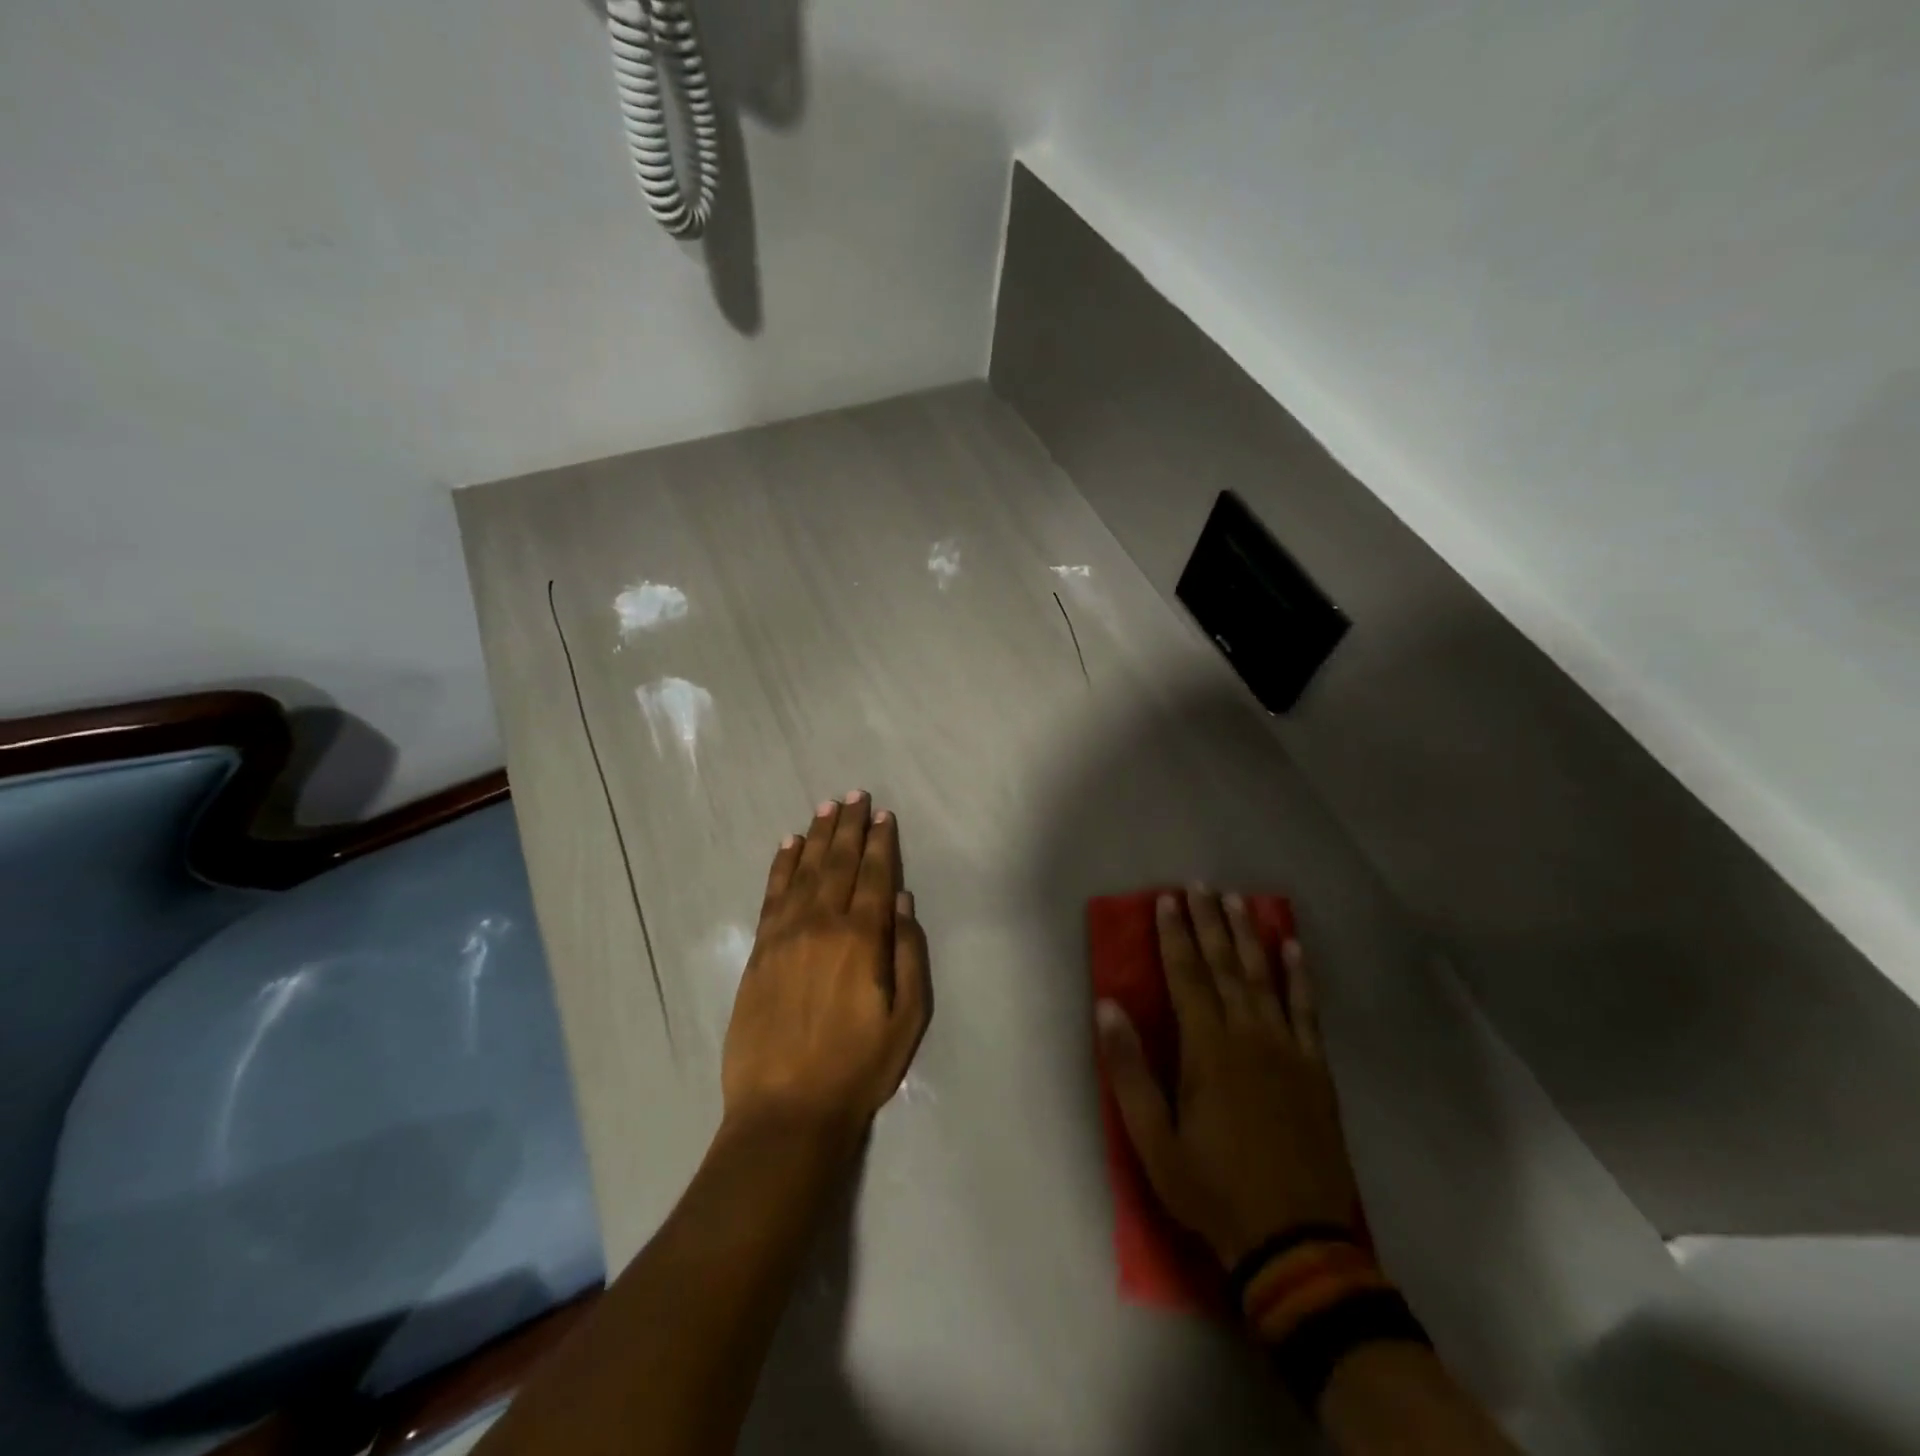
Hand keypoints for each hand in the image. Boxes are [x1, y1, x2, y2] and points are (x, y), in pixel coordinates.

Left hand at [722, 793, 931, 1147]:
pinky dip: (782, 866)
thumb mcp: (907, 1019)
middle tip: (856, 795)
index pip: (876, 876)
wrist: (785, 1110)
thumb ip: (908, 954)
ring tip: (827, 808)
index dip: (882, 843)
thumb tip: (903, 902)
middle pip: (839, 863)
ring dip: (818, 836)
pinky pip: (772, 894)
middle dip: (851, 827)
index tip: (884, 814)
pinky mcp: (759, 950)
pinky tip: (789, 845)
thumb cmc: (857, 1068)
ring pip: (805, 871)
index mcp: (862, 938)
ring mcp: (785, 934)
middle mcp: (822, 924)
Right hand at [1097, 889, 1361, 1268]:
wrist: (1295, 1242)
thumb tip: (1108, 1006)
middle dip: (1210, 922)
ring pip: (1265, 977)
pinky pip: (1307, 1009)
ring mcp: (1287, 1049)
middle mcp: (1249, 1035)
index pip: (1186, 975)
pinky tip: (1294, 948)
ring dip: (1250, 936)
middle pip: (1225, 965)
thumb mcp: (1153, 1140)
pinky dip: (1300, 976)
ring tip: (1240, 901)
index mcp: (1207, 1048)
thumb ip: (1128, 1070)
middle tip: (1201, 885)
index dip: (1174, 935)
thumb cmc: (1212, 1188)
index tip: (1166, 900)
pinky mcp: (1315, 1069)